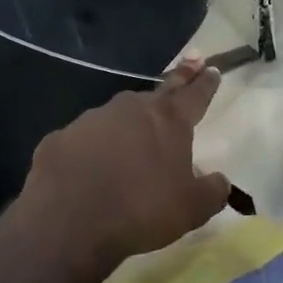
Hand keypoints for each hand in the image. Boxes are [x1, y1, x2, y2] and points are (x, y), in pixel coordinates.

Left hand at [17, 58, 227, 271]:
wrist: (68, 223)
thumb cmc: (141, 210)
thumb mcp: (191, 209)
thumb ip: (212, 192)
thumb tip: (221, 181)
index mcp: (169, 120)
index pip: (195, 94)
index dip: (205, 82)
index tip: (212, 69)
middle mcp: (132, 108)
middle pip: (161, 89)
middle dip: (179, 76)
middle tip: (191, 60)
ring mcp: (93, 119)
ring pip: (120, 113)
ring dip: (131, 119)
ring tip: (136, 134)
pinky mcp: (62, 137)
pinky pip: (85, 139)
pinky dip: (93, 147)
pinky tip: (91, 165)